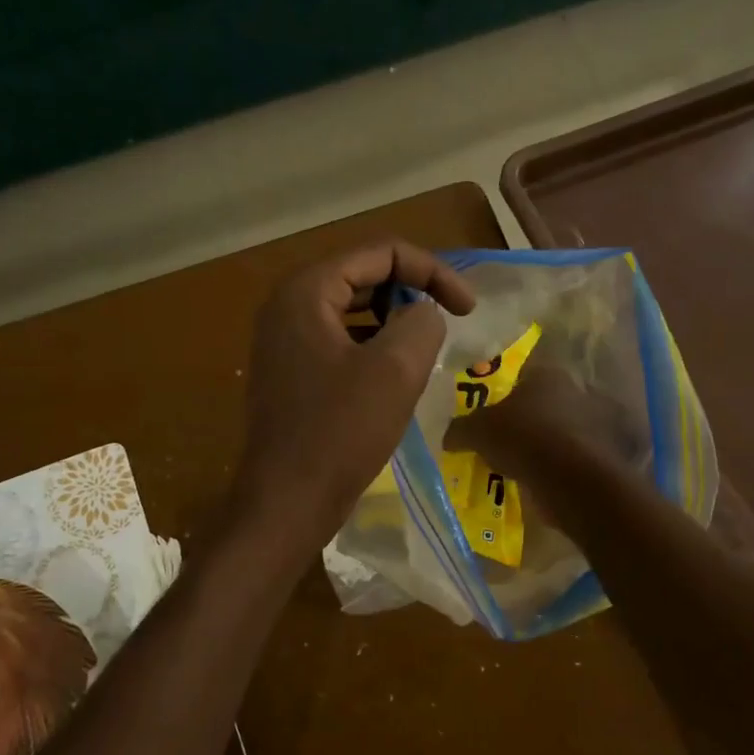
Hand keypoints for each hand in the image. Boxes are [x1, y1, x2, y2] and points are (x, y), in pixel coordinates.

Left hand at [233, 241, 474, 549]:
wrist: (287, 502)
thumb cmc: (340, 432)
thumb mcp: (396, 369)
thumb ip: (421, 321)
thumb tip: (422, 313)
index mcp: (307, 291)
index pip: (380, 252)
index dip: (432, 271)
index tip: (469, 309)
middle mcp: (288, 307)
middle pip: (363, 277)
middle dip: (412, 293)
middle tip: (449, 325)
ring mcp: (285, 342)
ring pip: (353, 312)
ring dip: (394, 323)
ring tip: (424, 352)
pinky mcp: (291, 374)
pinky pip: (340, 343)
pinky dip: (373, 349)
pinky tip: (395, 378)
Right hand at [447, 363, 647, 488]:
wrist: (570, 478)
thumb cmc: (522, 438)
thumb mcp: (477, 431)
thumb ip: (460, 429)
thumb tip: (448, 436)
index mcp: (546, 374)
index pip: (519, 377)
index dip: (500, 395)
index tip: (486, 416)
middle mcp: (574, 391)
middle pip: (540, 404)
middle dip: (522, 421)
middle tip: (499, 442)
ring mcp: (593, 423)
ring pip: (557, 431)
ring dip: (541, 445)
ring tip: (517, 466)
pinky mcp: (602, 453)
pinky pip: (569, 457)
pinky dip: (556, 466)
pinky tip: (538, 480)